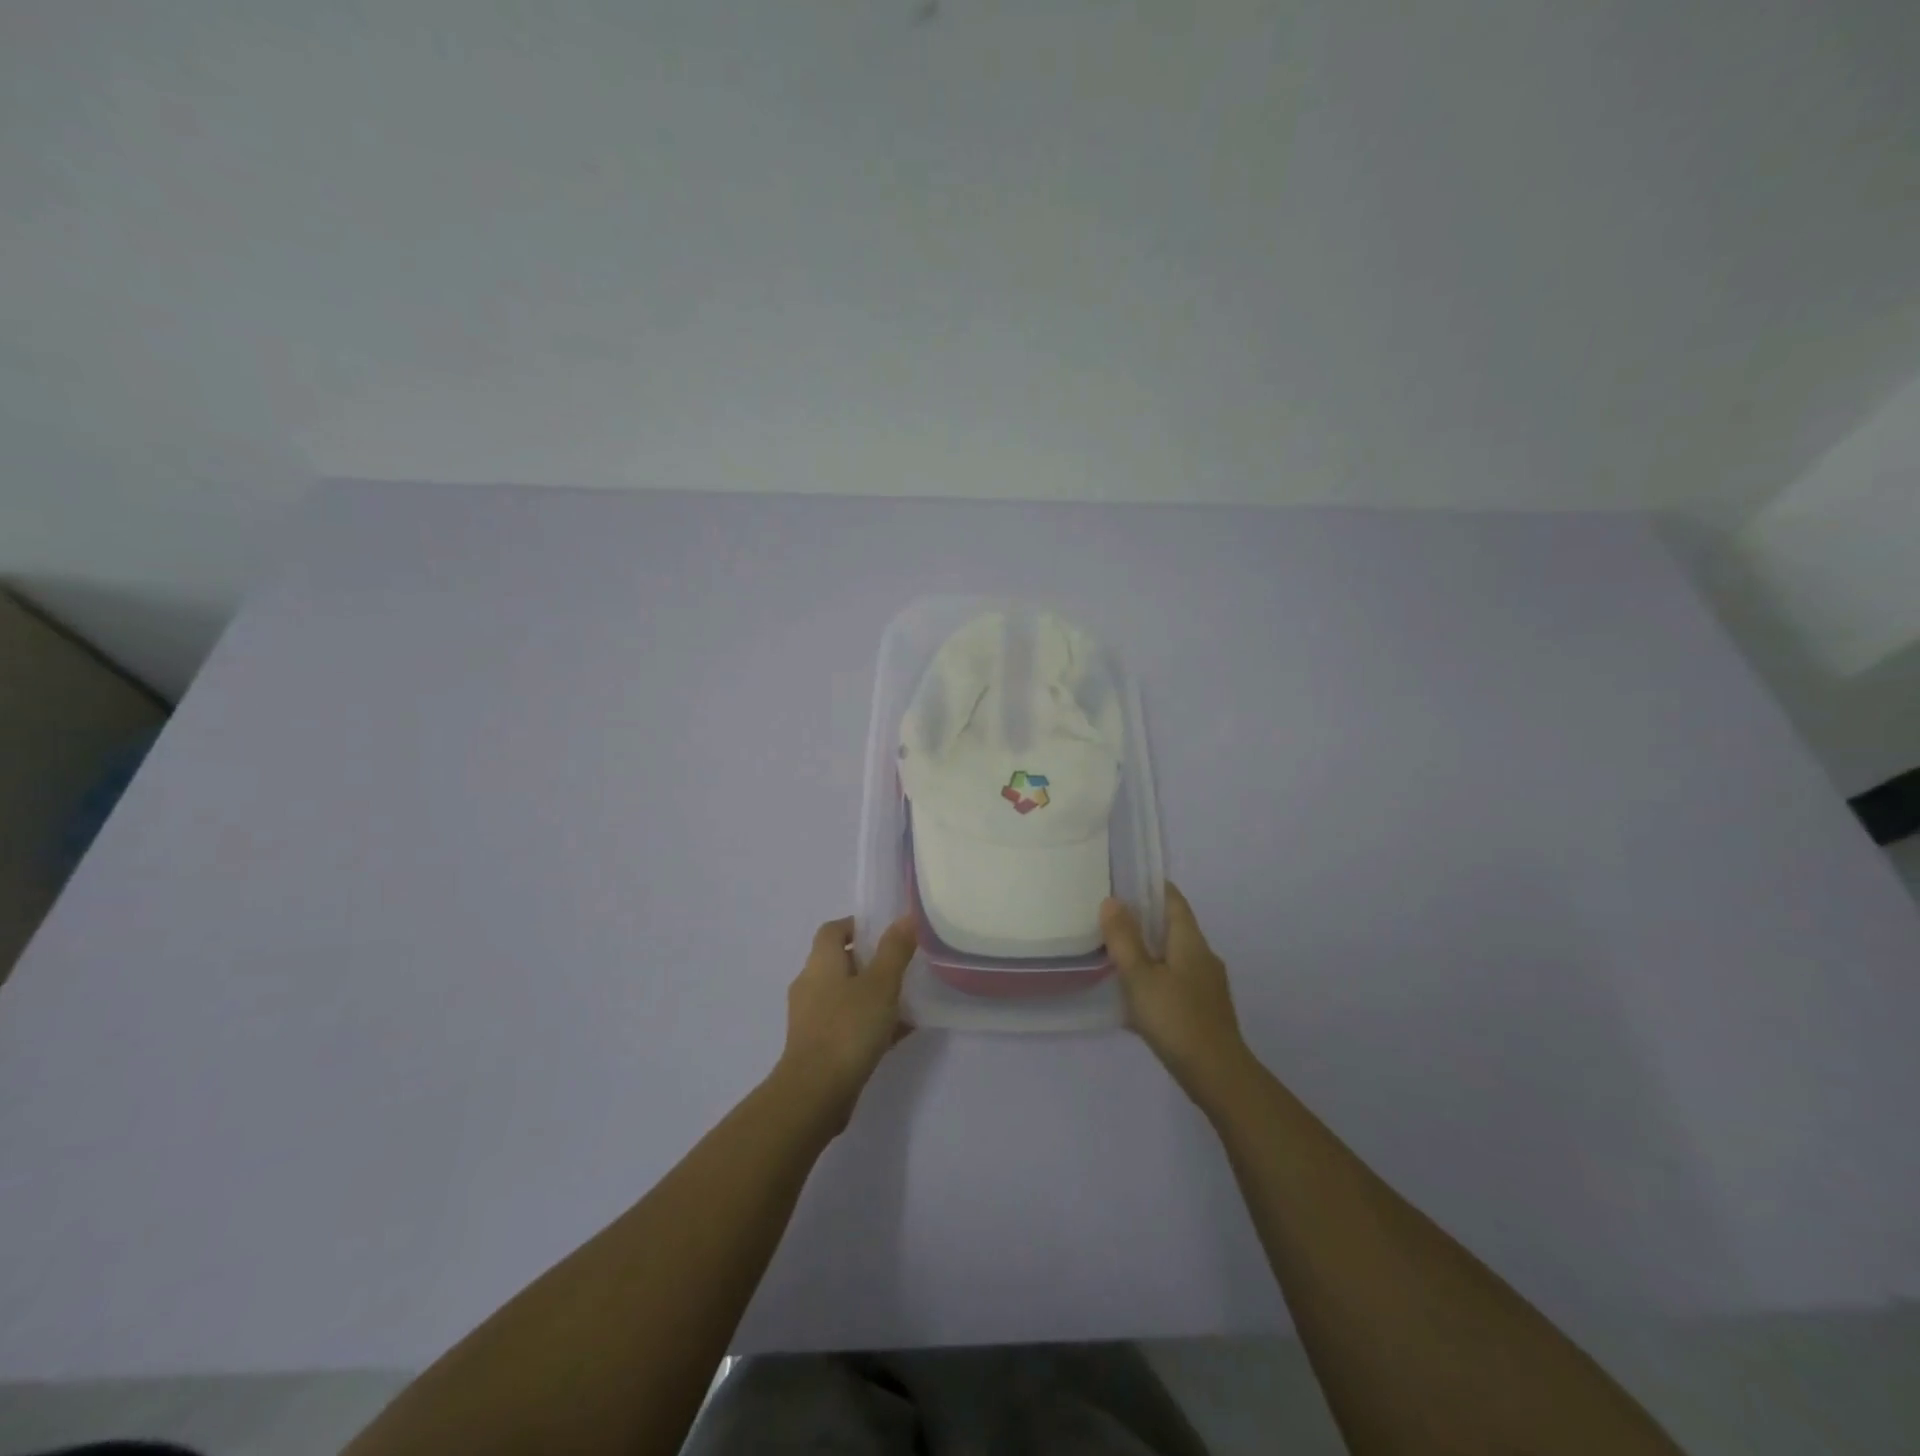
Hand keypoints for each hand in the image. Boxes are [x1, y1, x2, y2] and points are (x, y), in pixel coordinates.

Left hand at [776, 914, 918, 1131]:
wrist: (816, 1093)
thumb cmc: (848, 1028)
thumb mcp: (880, 984)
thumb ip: (895, 950)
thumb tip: (906, 917)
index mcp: (820, 963)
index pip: (832, 930)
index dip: (856, 925)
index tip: (884, 931)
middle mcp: (810, 985)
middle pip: (839, 962)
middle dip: (869, 961)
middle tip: (901, 964)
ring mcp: (811, 1018)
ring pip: (844, 995)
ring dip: (870, 994)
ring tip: (905, 998)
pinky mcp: (817, 1047)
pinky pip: (847, 1024)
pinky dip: (869, 1022)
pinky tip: (899, 1032)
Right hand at [1101, 883, 1252, 1105]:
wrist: (1217, 1074)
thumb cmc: (1175, 1018)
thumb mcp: (1140, 976)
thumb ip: (1124, 939)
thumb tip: (1112, 900)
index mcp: (1190, 941)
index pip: (1173, 900)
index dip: (1152, 887)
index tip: (1126, 881)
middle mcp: (1203, 956)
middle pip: (1174, 927)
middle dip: (1146, 920)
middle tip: (1112, 918)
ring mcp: (1207, 985)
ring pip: (1174, 956)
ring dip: (1150, 951)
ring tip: (1118, 954)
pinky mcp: (1205, 1009)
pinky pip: (1177, 981)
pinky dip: (1156, 977)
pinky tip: (1136, 995)